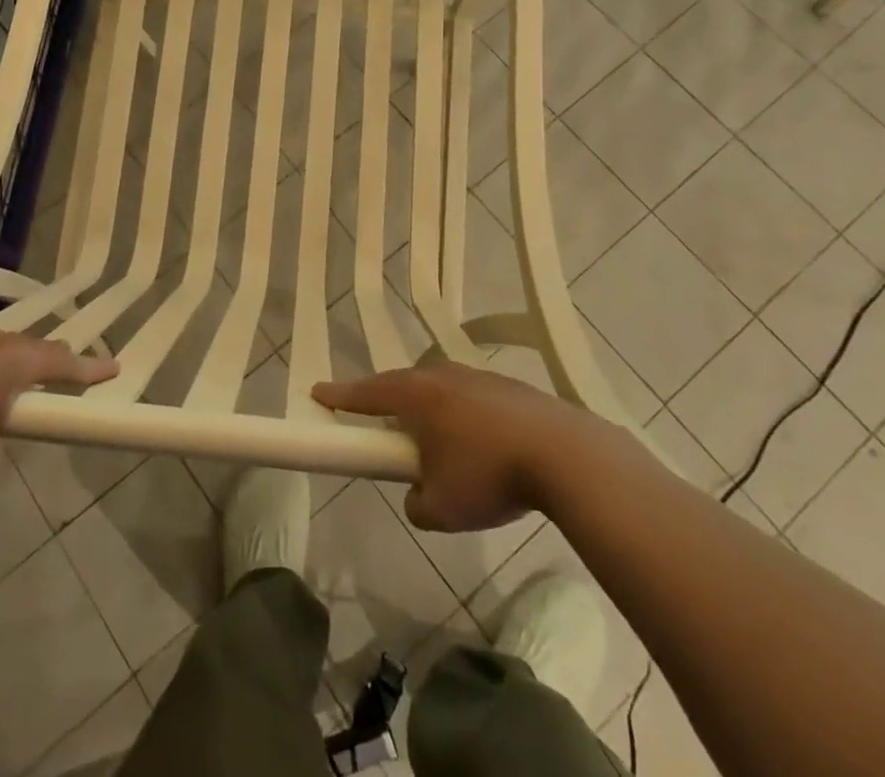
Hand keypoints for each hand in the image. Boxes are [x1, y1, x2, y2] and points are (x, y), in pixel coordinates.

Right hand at [314, 363, 592, 531]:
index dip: (340, 396)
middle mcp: (443, 375)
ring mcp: (479, 376)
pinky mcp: (511, 387)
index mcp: (417, 395)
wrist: (566, 455)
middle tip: (386, 428)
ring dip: (433, 412)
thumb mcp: (442, 509)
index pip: (367, 393)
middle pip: (404, 385)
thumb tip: (418, 493)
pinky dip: (466, 418)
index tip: (319, 393)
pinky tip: (483, 446)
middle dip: (391, 405)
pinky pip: (473, 399)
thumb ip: (416, 503)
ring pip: (442, 390)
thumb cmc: (490, 476)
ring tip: (441, 445)